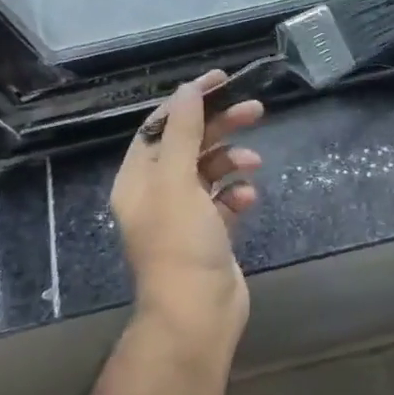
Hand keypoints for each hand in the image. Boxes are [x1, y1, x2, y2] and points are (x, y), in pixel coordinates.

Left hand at [110, 70, 264, 345]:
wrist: (197, 313)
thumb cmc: (180, 244)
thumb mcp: (178, 182)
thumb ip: (183, 133)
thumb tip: (187, 89)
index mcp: (139, 179)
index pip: (161, 126)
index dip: (189, 101)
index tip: (220, 80)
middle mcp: (158, 193)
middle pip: (190, 144)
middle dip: (220, 126)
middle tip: (254, 109)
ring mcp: (185, 214)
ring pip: (210, 171)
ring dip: (232, 160)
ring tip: (255, 162)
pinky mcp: (210, 232)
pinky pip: (225, 200)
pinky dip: (238, 193)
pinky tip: (248, 198)